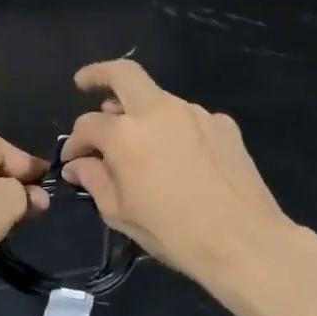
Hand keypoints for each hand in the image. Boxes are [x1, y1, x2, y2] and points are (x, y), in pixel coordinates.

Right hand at [61, 61, 295, 285]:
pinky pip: (188, 119)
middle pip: (123, 74)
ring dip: (140, 112)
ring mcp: (195, 113)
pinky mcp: (224, 125)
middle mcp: (158, 111)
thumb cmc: (172, 232)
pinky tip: (178, 156)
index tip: (72, 160)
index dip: (74, 142)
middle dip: (99, 74)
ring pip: (158, 99)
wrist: (244, 241)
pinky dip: (174, 129)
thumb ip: (93, 179)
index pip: (87, 125)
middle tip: (84, 83)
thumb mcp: (119, 212)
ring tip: (137, 140)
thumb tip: (78, 164)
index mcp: (125, 134)